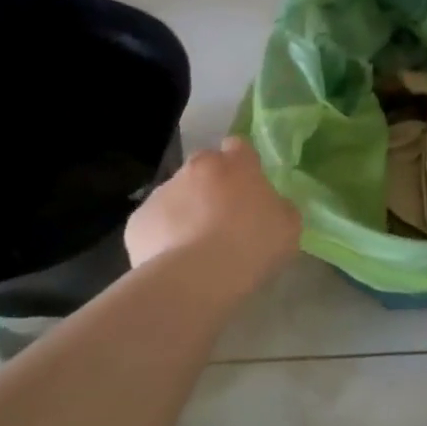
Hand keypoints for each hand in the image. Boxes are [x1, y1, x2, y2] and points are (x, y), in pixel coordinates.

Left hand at [125, 138, 301, 306]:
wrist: (195, 279)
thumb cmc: (251, 246)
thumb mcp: (288, 227)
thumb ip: (278, 206)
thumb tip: (269, 205)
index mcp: (236, 164)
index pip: (239, 147)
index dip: (242, 165)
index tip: (247, 187)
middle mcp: (197, 168)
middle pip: (204, 169)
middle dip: (211, 186)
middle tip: (222, 219)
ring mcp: (163, 192)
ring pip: (176, 195)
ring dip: (185, 211)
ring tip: (195, 248)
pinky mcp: (138, 220)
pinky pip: (154, 223)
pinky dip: (162, 236)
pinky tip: (173, 262)